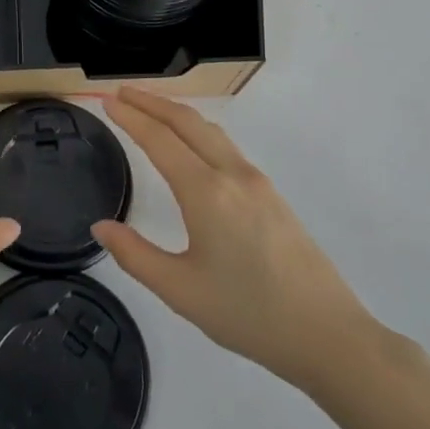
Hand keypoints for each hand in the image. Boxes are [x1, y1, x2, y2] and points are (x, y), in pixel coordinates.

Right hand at [92, 86, 379, 393]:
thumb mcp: (181, 291)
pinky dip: (198, 131)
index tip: (106, 100)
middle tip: (121, 93)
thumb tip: (101, 226)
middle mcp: (232, 174)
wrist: (328, 334)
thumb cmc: (248, 314)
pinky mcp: (272, 195)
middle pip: (187, 122)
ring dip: (177, 113)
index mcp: (206, 192)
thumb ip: (135, 255)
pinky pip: (226, 146)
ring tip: (151, 111)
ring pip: (211, 131)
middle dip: (152, 102)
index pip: (160, 139)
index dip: (130, 117)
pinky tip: (192, 146)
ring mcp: (257, 182)